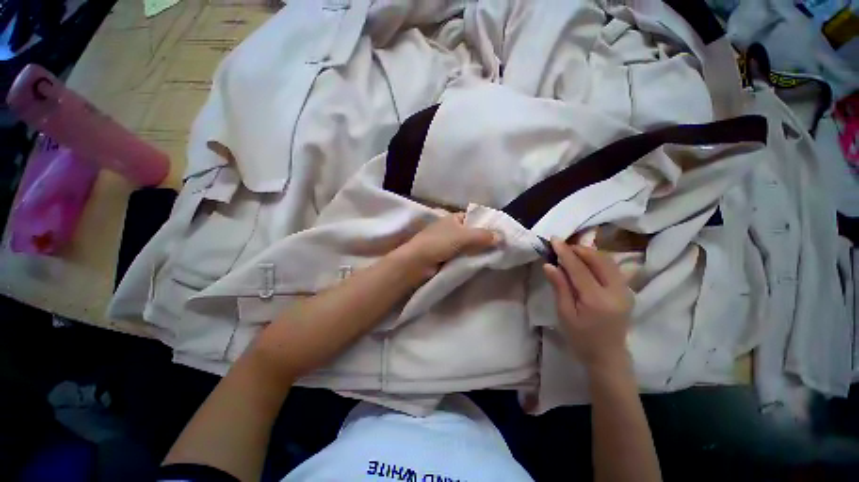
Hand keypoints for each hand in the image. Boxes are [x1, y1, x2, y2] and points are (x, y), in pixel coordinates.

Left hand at [395, 212, 499, 277]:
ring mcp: (448, 243)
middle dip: (483, 240)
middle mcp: (451, 229)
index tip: (500, 233)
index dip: (486, 224)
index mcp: (453, 218)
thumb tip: (501, 237)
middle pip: (472, 233)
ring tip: (495, 256)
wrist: (418, 262)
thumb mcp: (463, 236)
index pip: (473, 218)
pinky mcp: (446, 256)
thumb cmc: (439, 242)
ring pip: (468, 246)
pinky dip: (470, 259)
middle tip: (501, 247)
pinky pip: (462, 256)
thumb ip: (483, 236)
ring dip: (477, 251)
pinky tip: (481, 263)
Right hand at [543, 238, 633, 370]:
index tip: (554, 239)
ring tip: (572, 252)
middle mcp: (616, 292)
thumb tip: (549, 264)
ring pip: (608, 261)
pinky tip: (586, 261)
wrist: (608, 356)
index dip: (565, 252)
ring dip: (589, 253)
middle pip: (599, 260)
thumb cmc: (581, 338)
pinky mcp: (627, 291)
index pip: (579, 268)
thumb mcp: (565, 314)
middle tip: (562, 246)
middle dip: (579, 249)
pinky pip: (613, 268)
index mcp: (597, 300)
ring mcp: (625, 291)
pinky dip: (598, 260)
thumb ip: (559, 287)